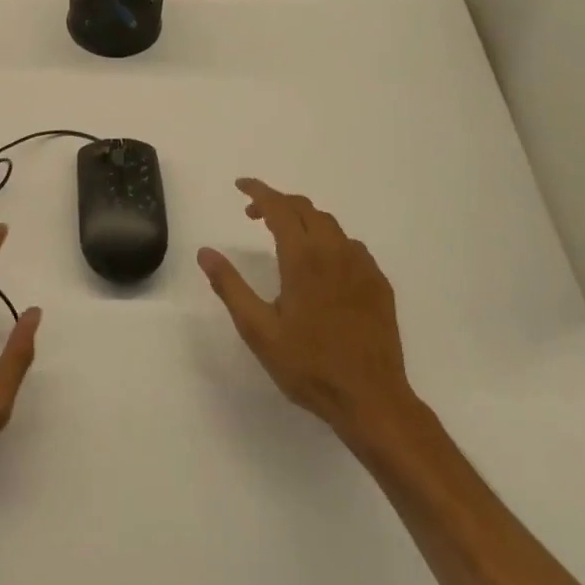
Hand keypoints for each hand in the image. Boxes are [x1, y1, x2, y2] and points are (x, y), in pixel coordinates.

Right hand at [198, 179, 416, 449]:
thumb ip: (230, 286)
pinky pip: (351, 246)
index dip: (258, 191)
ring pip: (330, 224)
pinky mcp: (379, 282)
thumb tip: (205, 252)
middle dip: (277, 203)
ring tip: (285, 238)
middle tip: (253, 216)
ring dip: (303, 220)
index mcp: (303, 258)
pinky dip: (329, 241)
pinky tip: (322, 266)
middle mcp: (335, 251)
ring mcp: (362, 265)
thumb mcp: (258, 330)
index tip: (240, 185)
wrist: (372, 399)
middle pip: (305, 208)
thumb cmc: (309, 366)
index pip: (278, 207)